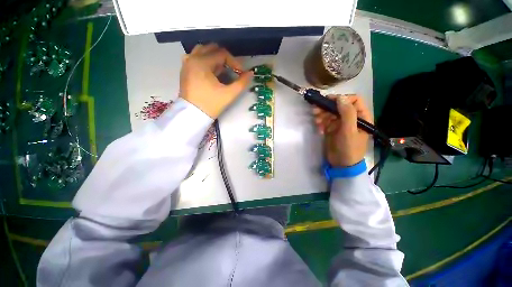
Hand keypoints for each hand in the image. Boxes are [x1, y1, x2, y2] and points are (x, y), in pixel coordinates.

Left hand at [179, 43, 252, 117]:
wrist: (192, 115)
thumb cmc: (211, 104)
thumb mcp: (228, 95)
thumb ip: (241, 83)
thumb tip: (250, 73)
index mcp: (201, 62)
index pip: (222, 54)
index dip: (235, 62)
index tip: (241, 73)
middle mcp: (192, 58)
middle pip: (212, 49)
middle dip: (225, 58)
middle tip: (232, 70)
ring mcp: (187, 64)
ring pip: (203, 51)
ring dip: (215, 58)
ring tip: (222, 70)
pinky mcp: (185, 70)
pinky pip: (196, 58)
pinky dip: (206, 61)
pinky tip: (211, 72)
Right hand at [313, 95, 371, 166]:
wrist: (341, 164)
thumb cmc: (349, 148)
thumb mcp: (349, 131)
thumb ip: (347, 113)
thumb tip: (340, 97)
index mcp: (361, 116)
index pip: (354, 100)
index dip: (342, 98)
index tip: (328, 101)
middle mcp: (351, 118)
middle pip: (339, 106)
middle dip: (327, 107)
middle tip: (315, 110)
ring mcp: (340, 123)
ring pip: (330, 113)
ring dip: (322, 115)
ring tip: (316, 120)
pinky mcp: (332, 129)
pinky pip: (325, 121)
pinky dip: (320, 123)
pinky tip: (318, 129)